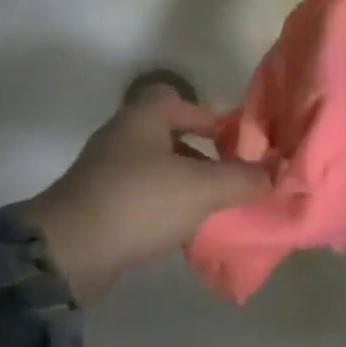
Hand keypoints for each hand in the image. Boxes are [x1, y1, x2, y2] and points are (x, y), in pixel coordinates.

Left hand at [20, 84, 268, 305]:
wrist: (70, 249)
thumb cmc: (140, 202)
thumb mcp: (202, 189)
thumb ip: (242, 179)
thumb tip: (275, 173)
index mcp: (143, 117)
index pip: (176, 97)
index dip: (207, 115)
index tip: (234, 142)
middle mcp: (121, 135)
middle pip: (168, 134)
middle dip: (200, 154)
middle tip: (228, 178)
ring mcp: (106, 169)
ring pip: (155, 167)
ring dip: (182, 183)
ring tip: (211, 208)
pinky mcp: (98, 201)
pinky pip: (140, 195)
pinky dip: (161, 205)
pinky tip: (179, 229)